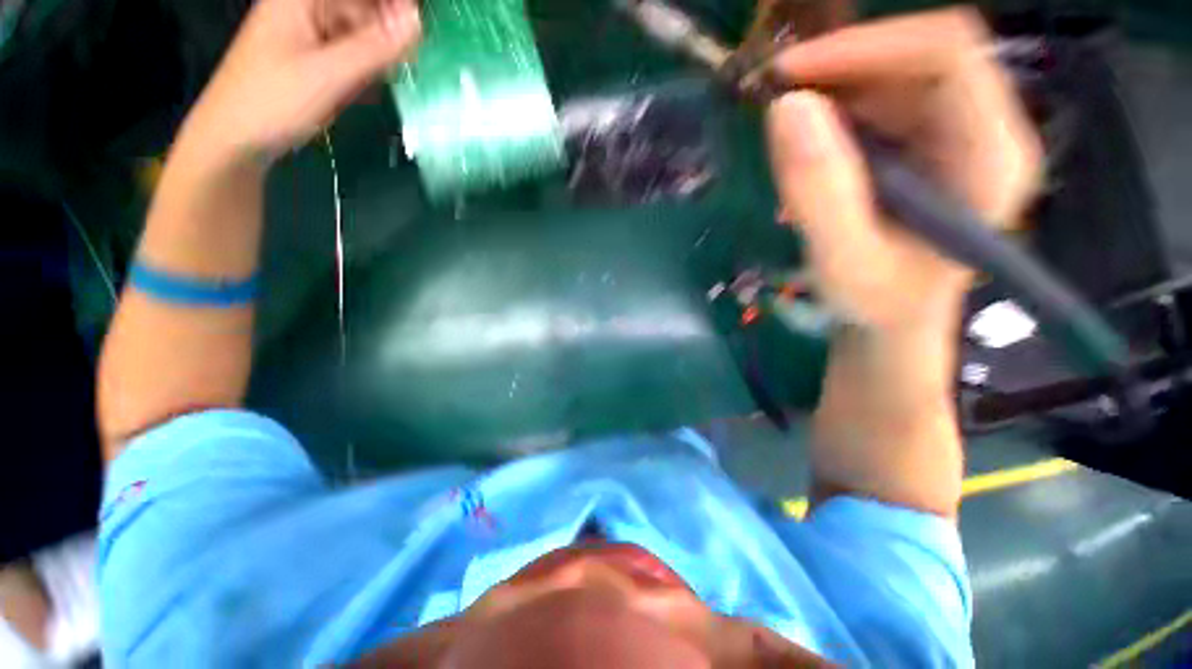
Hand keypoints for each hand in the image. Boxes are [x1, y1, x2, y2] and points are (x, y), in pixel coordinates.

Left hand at [181, 0, 420, 161]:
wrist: (234, 141)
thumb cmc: (272, 102)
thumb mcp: (329, 75)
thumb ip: (375, 48)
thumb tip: (417, 21)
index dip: (394, 5)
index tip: (421, 25)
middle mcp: (307, 8)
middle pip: (361, 8)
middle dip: (390, 28)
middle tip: (415, 57)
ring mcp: (310, 35)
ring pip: (359, 32)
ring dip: (381, 52)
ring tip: (401, 73)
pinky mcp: (314, 60)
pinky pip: (351, 55)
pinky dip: (368, 68)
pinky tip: (376, 86)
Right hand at [765, 9, 1041, 330]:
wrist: (894, 317)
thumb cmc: (879, 302)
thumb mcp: (844, 259)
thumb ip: (818, 191)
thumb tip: (785, 108)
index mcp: (990, 155)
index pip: (947, 54)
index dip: (867, 47)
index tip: (791, 74)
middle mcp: (983, 127)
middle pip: (920, 53)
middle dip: (843, 64)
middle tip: (774, 93)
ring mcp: (955, 130)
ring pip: (896, 72)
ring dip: (834, 84)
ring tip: (784, 120)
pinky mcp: (926, 140)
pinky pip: (881, 99)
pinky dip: (836, 106)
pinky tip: (807, 138)